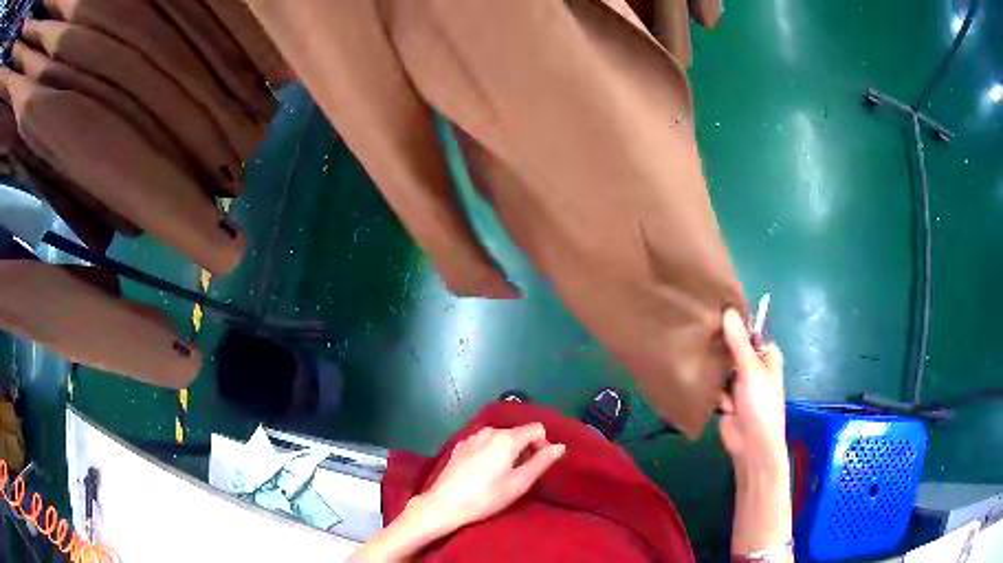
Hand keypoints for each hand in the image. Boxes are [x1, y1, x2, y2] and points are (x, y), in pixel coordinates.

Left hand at [419, 424, 565, 532]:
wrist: (445, 504)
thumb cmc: (487, 497)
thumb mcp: (519, 483)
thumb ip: (541, 462)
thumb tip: (560, 446)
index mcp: (507, 438)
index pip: (537, 428)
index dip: (543, 445)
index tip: (538, 466)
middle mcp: (489, 431)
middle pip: (518, 433)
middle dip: (525, 450)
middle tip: (521, 475)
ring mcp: (472, 437)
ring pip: (500, 438)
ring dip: (507, 452)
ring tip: (502, 475)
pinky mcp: (459, 446)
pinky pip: (484, 443)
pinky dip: (491, 453)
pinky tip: (483, 473)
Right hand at [718, 308, 787, 473]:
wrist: (752, 445)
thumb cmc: (760, 403)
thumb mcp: (751, 369)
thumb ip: (738, 342)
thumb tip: (728, 311)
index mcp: (766, 355)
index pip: (749, 332)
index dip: (734, 324)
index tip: (713, 313)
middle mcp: (753, 366)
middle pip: (733, 349)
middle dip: (720, 347)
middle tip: (700, 336)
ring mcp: (740, 384)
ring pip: (721, 367)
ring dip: (715, 371)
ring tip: (702, 365)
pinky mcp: (726, 399)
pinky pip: (715, 385)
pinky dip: (713, 389)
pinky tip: (711, 393)